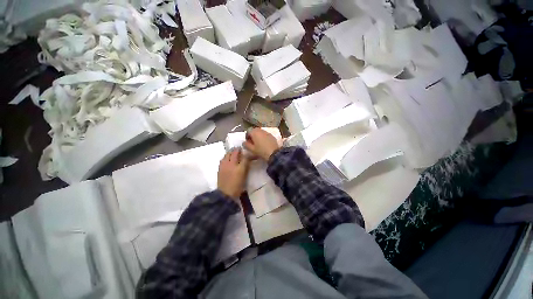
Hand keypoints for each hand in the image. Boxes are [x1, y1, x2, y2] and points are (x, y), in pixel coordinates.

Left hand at [217, 149, 249, 200]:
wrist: (225, 194)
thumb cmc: (237, 187)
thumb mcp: (244, 177)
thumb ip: (246, 167)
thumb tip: (247, 161)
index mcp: (240, 168)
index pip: (245, 157)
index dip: (248, 154)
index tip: (249, 153)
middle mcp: (232, 164)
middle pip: (235, 153)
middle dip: (238, 150)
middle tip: (240, 150)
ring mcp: (225, 165)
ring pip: (227, 154)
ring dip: (231, 152)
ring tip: (233, 153)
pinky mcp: (220, 168)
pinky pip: (223, 159)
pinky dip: (226, 157)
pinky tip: (227, 158)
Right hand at [243, 128, 280, 160]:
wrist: (274, 153)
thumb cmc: (261, 151)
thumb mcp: (252, 149)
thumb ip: (246, 145)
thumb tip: (244, 142)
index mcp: (254, 132)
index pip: (248, 130)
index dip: (247, 136)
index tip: (248, 142)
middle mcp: (261, 130)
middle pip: (254, 131)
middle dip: (253, 135)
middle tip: (252, 143)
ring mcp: (267, 132)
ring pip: (260, 132)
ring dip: (258, 136)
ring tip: (258, 144)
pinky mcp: (272, 135)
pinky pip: (265, 135)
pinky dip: (264, 138)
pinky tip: (264, 144)